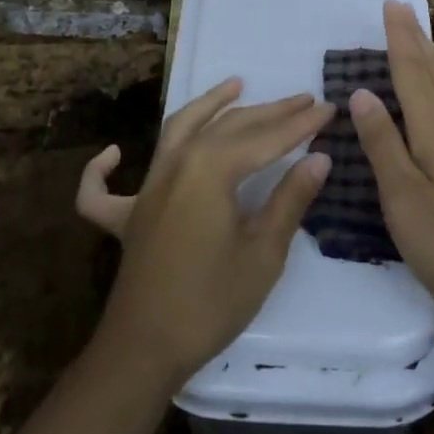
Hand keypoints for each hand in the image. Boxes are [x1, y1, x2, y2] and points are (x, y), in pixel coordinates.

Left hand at [77, 80, 333, 386]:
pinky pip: (106, 188)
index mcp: (210, 170)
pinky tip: (113, 153)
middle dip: (269, 112)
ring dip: (207, 106)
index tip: (329, 109)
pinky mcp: (128, 217)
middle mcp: (176, 165)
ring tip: (234, 85)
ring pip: (177, 131)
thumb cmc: (211, 301)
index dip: (300, 125)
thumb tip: (319, 158)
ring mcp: (146, 188)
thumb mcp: (263, 253)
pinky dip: (103, 168)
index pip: (265, 139)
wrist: (146, 348)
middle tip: (302, 100)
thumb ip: (290, 199)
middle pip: (227, 127)